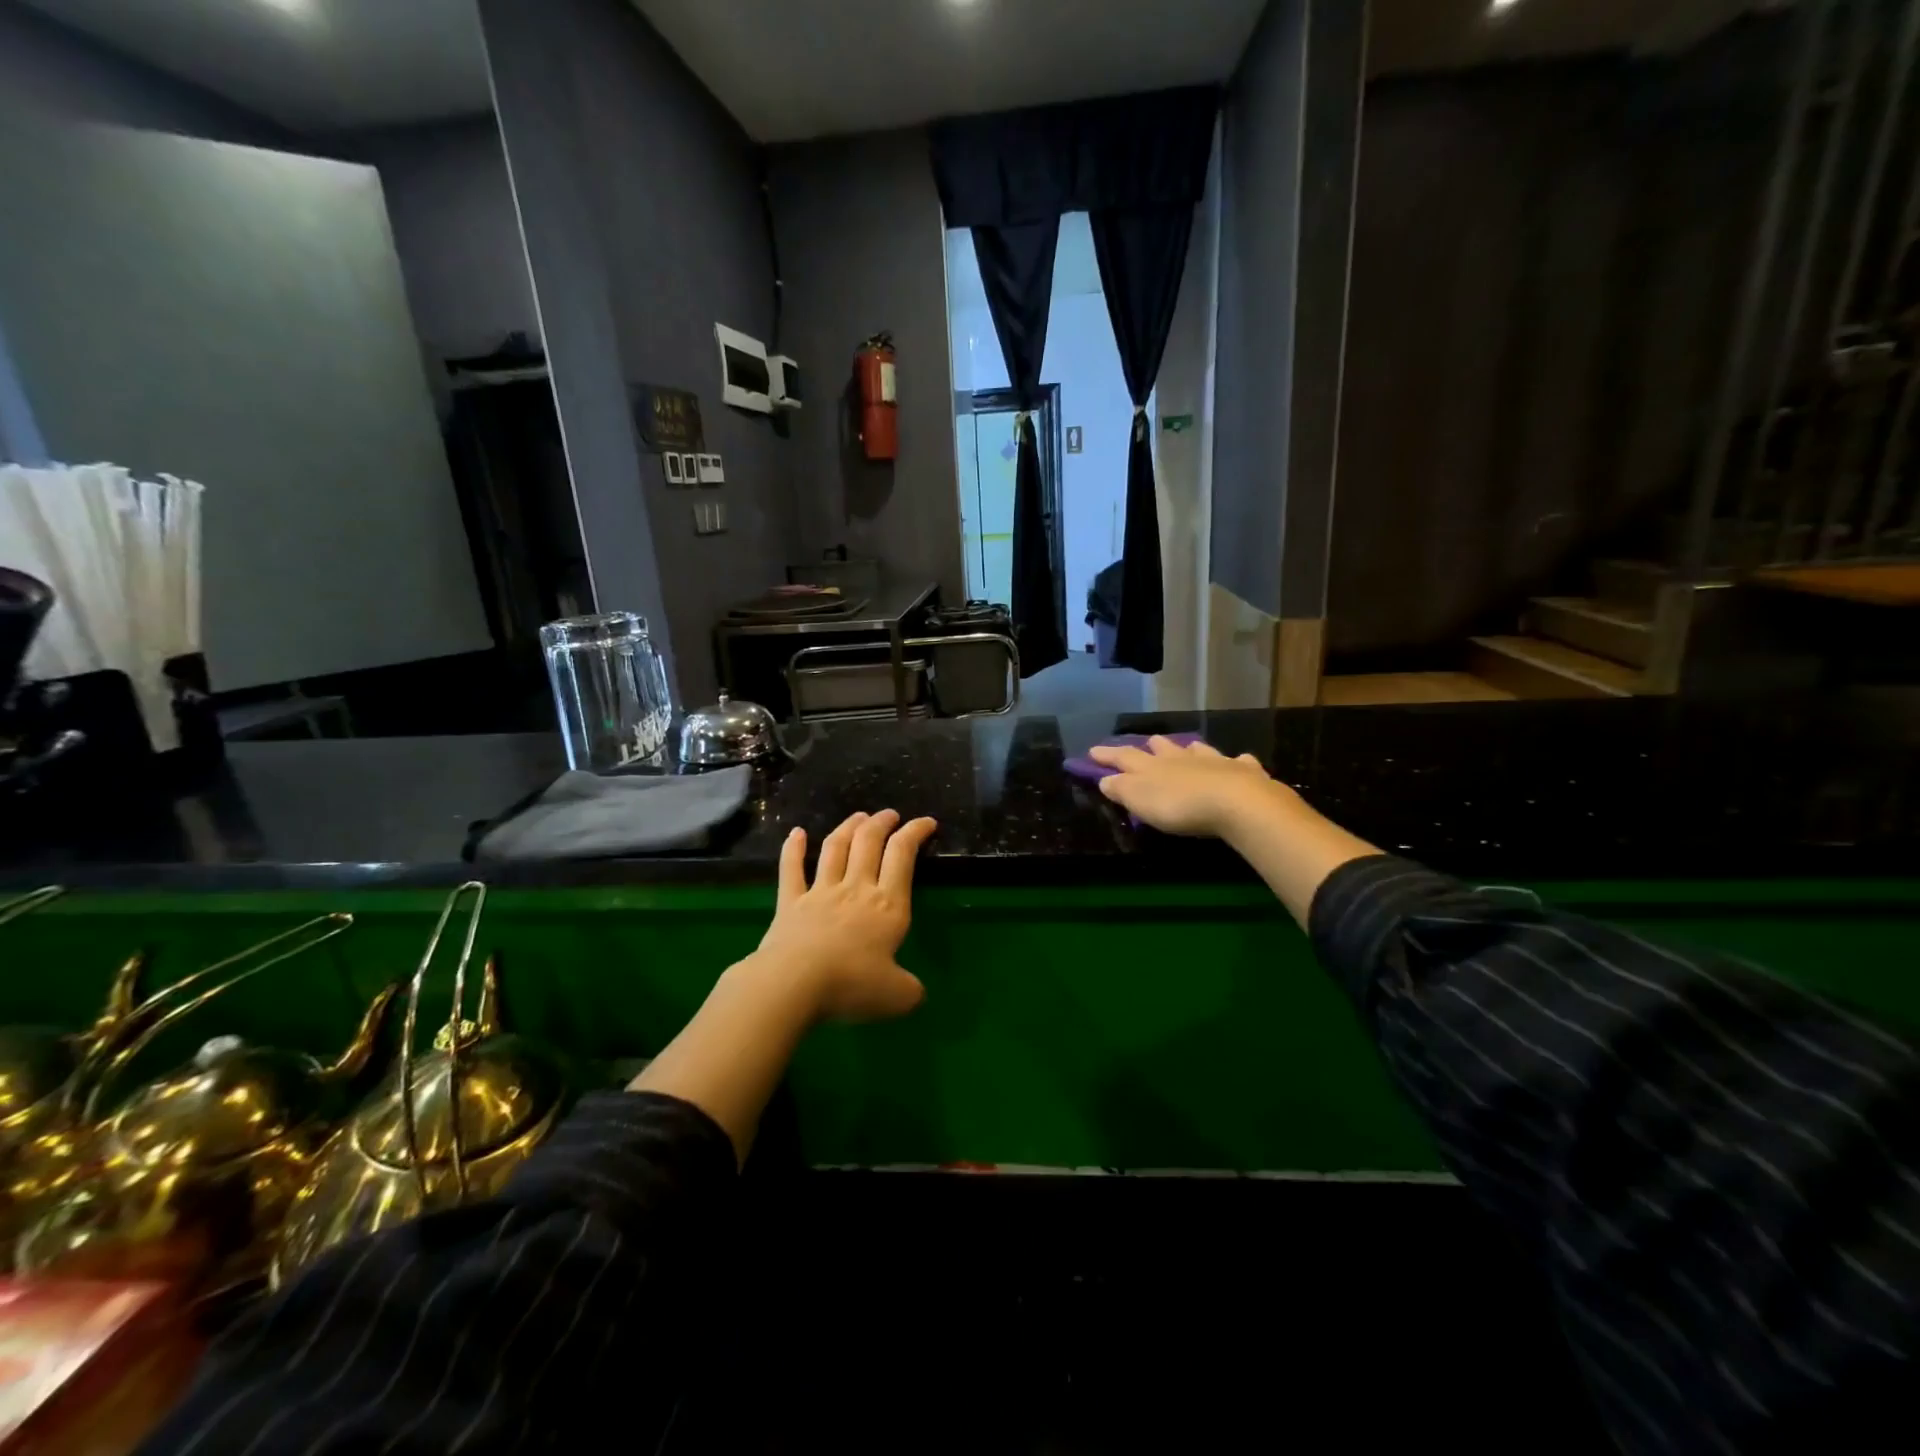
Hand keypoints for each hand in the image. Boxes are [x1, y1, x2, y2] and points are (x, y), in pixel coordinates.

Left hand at [743, 810, 938, 1022]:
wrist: (794, 984)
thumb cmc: (851, 985)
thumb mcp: (898, 996)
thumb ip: (911, 990)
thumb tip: (915, 992)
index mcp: (888, 905)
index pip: (903, 856)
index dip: (915, 833)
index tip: (926, 822)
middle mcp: (856, 889)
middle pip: (869, 842)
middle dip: (882, 823)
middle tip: (890, 814)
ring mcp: (821, 892)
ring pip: (835, 848)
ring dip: (848, 827)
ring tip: (859, 816)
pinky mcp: (790, 903)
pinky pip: (791, 869)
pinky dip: (793, 848)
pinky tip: (796, 833)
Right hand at [1087, 735, 1294, 839]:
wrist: (1235, 801)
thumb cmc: (1179, 805)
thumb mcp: (1140, 801)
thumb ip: (1121, 789)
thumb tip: (1104, 779)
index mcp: (1152, 767)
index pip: (1124, 757)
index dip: (1107, 755)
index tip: (1092, 751)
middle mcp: (1181, 759)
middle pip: (1163, 748)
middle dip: (1152, 746)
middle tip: (1147, 743)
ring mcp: (1214, 762)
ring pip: (1198, 750)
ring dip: (1190, 749)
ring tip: (1188, 747)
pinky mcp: (1243, 772)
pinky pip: (1239, 762)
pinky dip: (1236, 762)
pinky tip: (1240, 761)